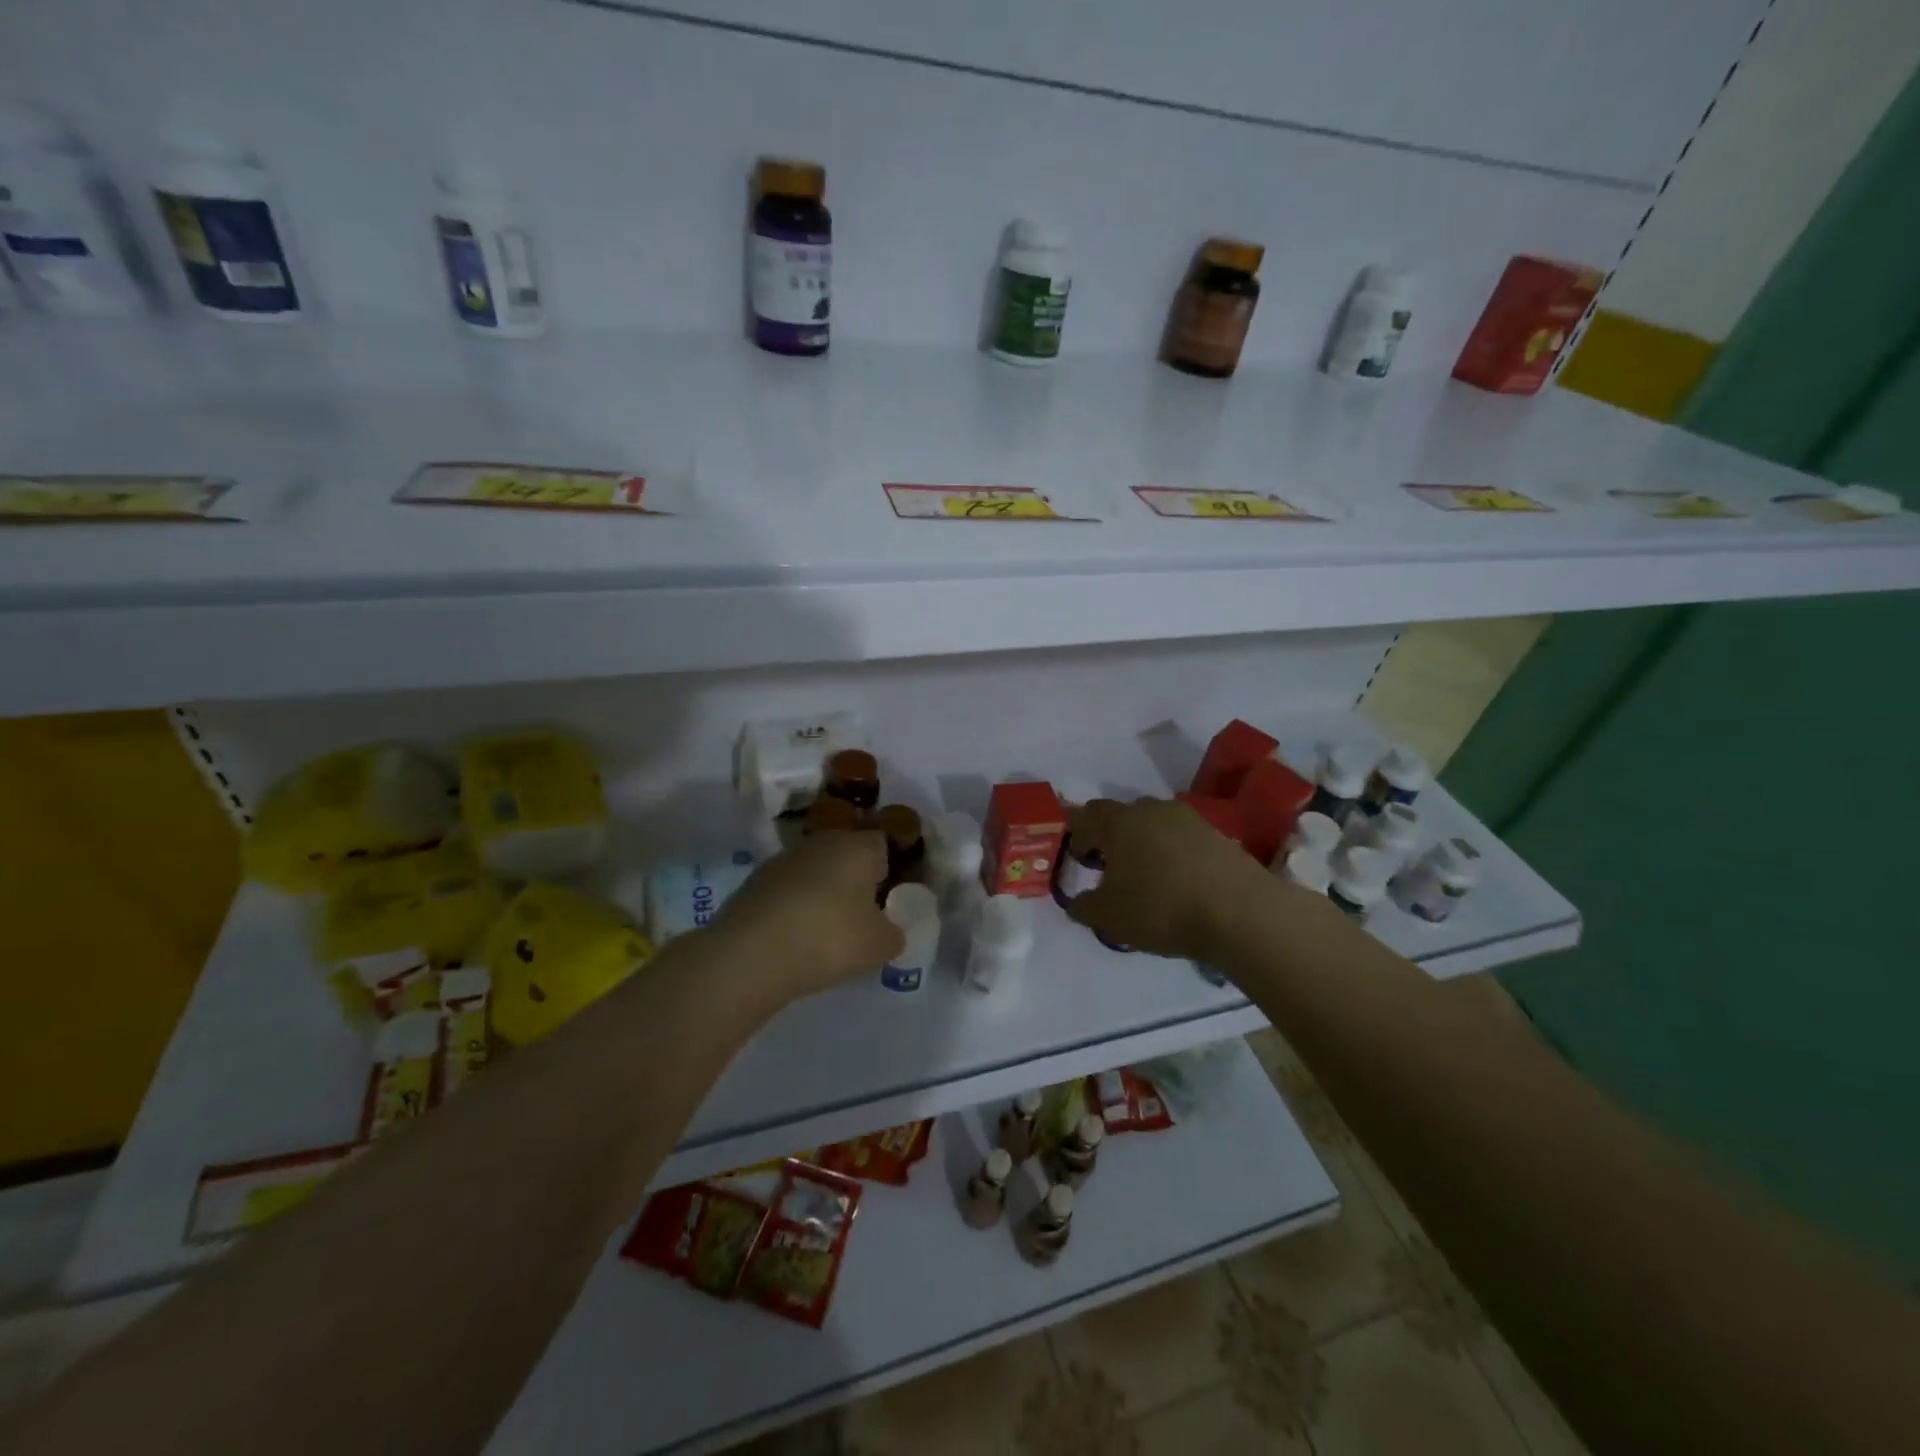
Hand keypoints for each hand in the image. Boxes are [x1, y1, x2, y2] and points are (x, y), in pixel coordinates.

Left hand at [709, 831, 904, 999]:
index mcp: (858, 847)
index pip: (883, 844)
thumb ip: (894, 934)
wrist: (751, 954)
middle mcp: (822, 842)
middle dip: (853, 880)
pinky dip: (793, 906)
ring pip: (814, 871)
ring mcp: (784, 859)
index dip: (889, 870)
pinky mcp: (755, 880)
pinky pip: (787, 889)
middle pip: (846, 854)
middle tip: (859, 917)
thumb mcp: (879, 946)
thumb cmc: (829, 939)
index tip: (888, 901)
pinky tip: (793, 936)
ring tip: (823, 931)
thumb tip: (888, 930)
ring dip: (821, 892)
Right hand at [1063, 797, 1274, 959]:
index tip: (1082, 861)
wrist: (1238, 912)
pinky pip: (1184, 838)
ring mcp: (1188, 819)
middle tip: (1114, 869)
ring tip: (1150, 877)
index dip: (1079, 836)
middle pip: (1123, 815)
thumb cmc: (1160, 908)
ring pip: (1156, 824)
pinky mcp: (1217, 834)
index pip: (1087, 815)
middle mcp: (1152, 810)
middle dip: (1113, 837)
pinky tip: (1180, 882)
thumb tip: (1077, 902)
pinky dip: (1175, 854)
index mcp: (1119, 822)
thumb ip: (1084, 907)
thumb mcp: (1109, 917)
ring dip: (1146, 844)